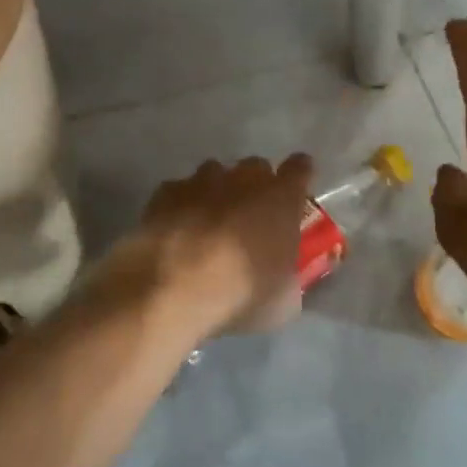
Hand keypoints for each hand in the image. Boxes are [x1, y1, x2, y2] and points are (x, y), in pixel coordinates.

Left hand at [131, 155, 314, 336]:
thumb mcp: (283, 299)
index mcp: (280, 198)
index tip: (294, 193)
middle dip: (256, 186)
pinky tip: (176, 229)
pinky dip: (182, 204)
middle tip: (250, 217)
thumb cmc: (239, 292)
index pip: (300, 168)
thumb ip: (289, 274)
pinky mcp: (166, 191)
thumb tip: (285, 274)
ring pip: (215, 174)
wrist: (171, 287)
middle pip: (256, 168)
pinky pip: (181, 190)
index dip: (298, 176)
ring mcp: (201, 180)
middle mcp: (243, 179)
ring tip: (209, 223)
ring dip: (218, 192)